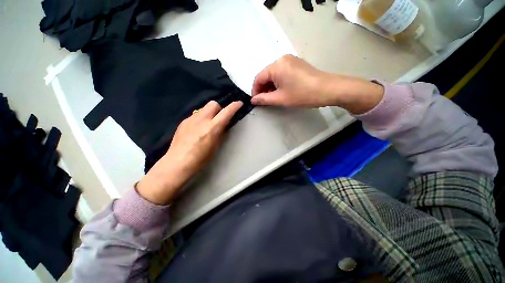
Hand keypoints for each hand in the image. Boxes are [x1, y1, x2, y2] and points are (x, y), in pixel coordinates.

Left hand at [137, 101, 243, 204]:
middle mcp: (202, 120)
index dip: (234, 106)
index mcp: (212, 128)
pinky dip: (200, 119)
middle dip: (219, 108)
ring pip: (203, 108)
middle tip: (219, 118)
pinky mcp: (183, 122)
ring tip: (207, 124)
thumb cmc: (201, 158)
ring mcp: (191, 119)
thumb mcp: (216, 146)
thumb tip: (224, 125)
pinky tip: (197, 129)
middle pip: (213, 104)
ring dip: (209, 113)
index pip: (226, 112)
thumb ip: (221, 132)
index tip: (239, 103)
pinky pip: (195, 115)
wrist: (178, 163)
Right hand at [251, 55, 383, 113]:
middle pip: (266, 75)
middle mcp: (281, 59)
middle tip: (265, 101)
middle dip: (263, 89)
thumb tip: (253, 100)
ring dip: (271, 86)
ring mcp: (290, 60)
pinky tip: (282, 91)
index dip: (255, 91)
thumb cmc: (302, 94)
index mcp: (276, 66)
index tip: (256, 101)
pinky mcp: (297, 64)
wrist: (328, 89)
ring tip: (273, 97)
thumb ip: (264, 99)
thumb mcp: (280, 98)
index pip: (258, 78)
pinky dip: (279, 82)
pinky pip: (282, 73)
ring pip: (274, 74)